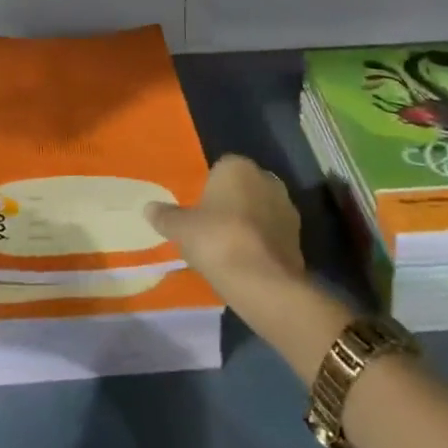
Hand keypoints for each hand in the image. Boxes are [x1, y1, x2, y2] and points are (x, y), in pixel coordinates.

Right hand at [146, 154, 304, 299]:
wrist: (262, 280)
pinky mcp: (299, 235)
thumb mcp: (181, 229)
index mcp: (237, 166)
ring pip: (259, 210)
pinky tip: (247, 262)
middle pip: (241, 188)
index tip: (198, 213)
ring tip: (228, 250)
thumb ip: (165, 216)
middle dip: (230, 204)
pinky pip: (272, 233)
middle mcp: (266, 178)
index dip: (208, 191)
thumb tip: (148, 208)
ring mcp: (286, 206)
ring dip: (248, 224)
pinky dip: (261, 242)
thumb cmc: (217, 240)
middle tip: (210, 230)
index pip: (219, 169)